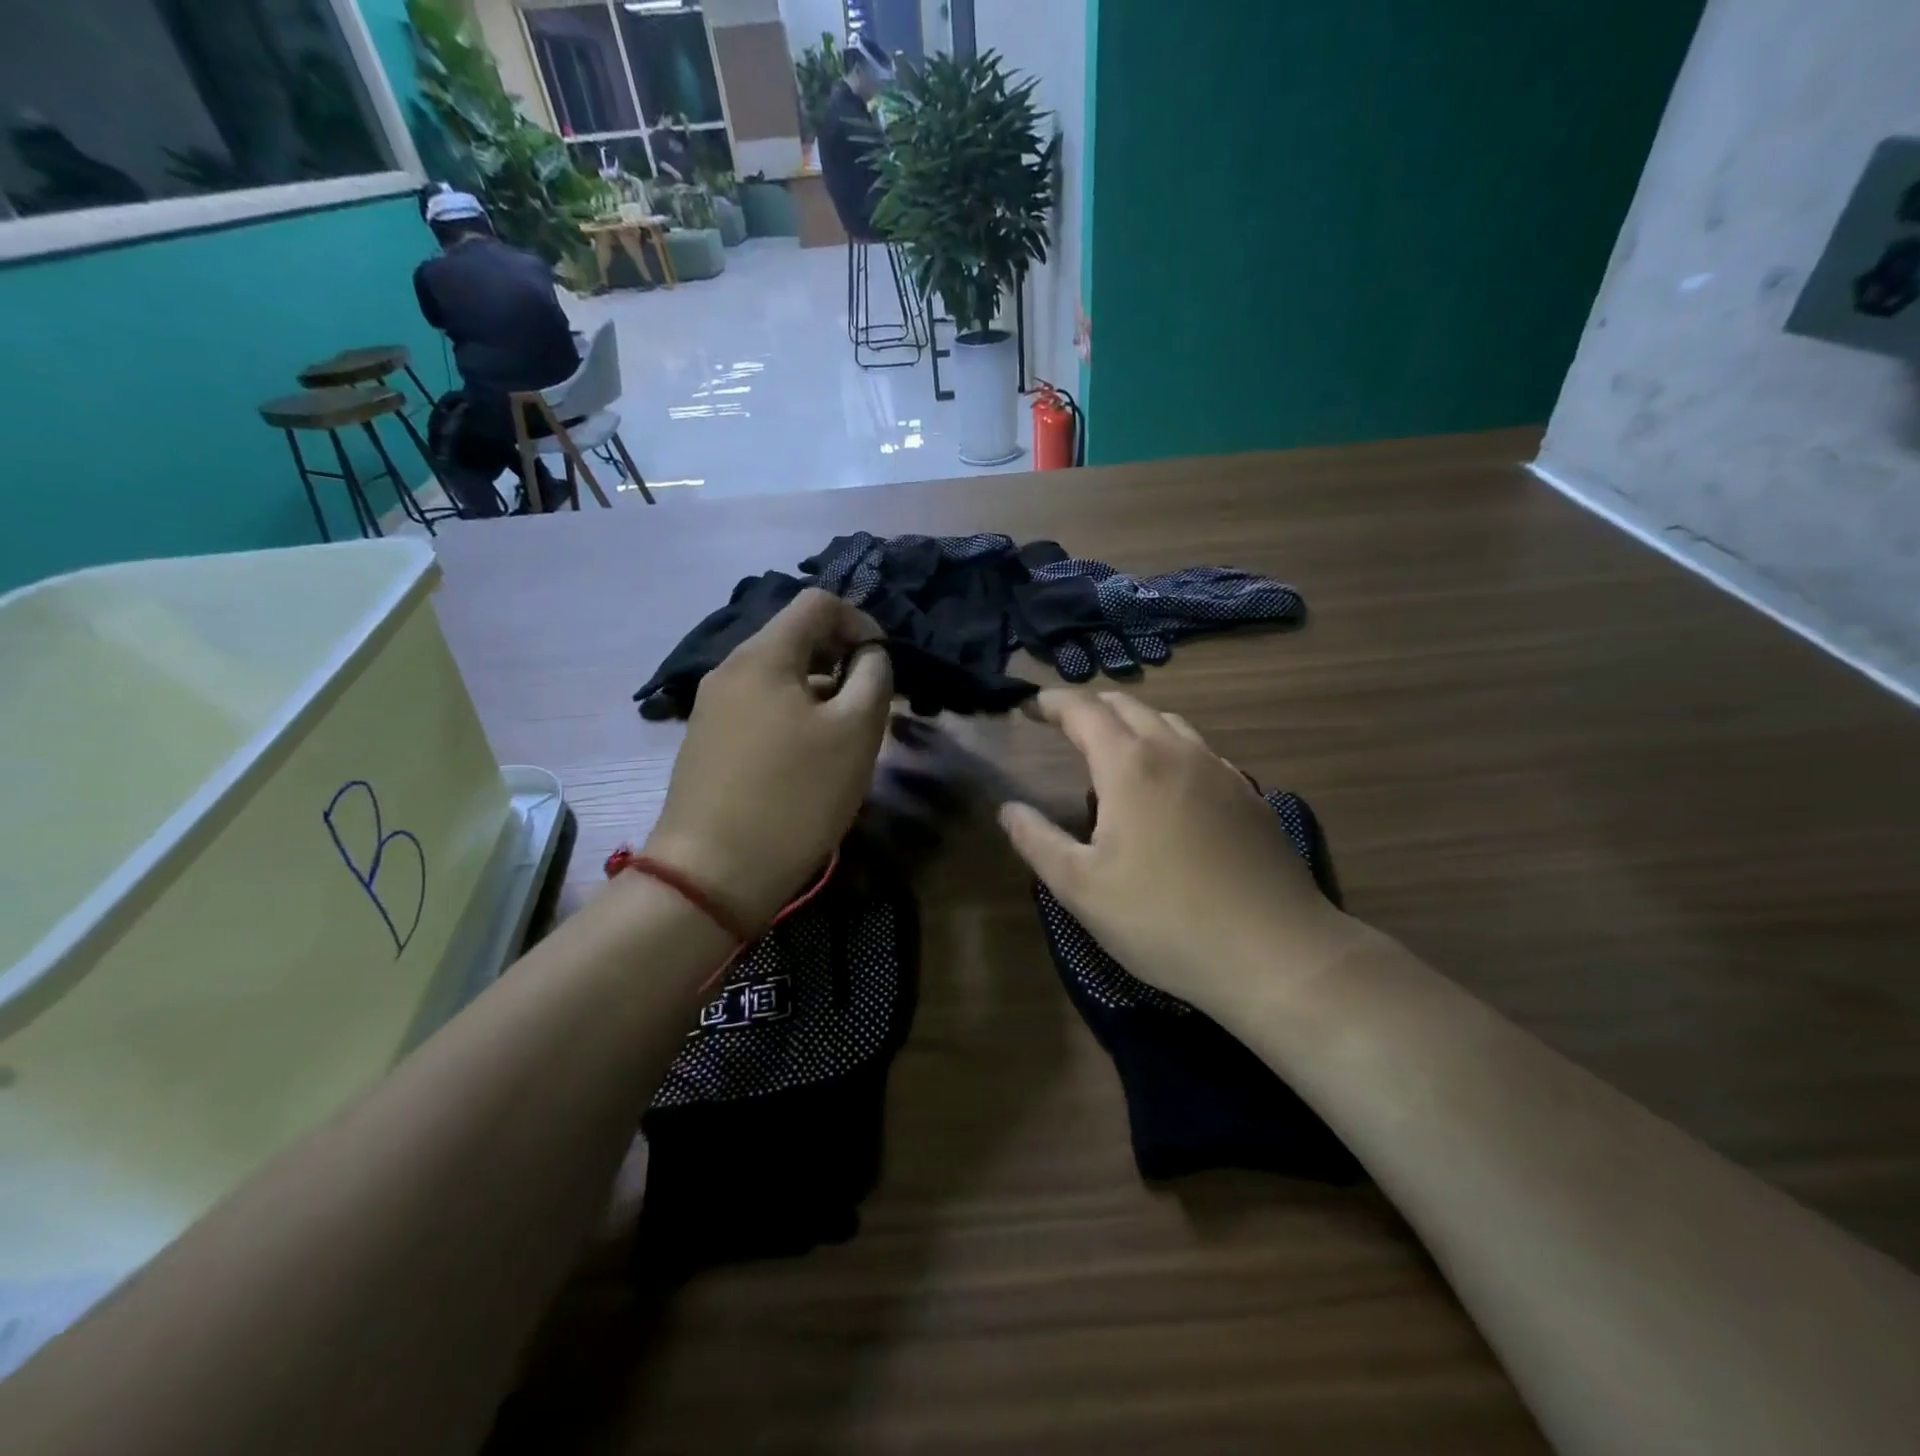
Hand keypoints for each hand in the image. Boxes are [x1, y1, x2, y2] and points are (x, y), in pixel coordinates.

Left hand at [645, 589, 892, 929]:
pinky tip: (804, 761)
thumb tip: (869, 655)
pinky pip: (759, 708)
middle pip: (795, 638)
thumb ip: (874, 678)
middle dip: (840, 659)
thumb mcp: (856, 732)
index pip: (818, 603)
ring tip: (841, 738)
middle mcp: (730, 669)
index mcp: (763, 655)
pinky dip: (791, 716)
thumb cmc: (795, 796)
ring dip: (818, 691)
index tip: (882, 666)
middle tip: (867, 706)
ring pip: (778, 676)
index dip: (860, 623)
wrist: (712, 873)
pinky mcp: (706, 742)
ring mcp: (711, 706)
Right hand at [997, 690, 1357, 1013]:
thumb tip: (1008, 809)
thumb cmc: (1164, 920)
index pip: (1083, 710)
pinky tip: (1171, 786)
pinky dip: (1171, 749)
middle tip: (1065, 726)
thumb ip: (1037, 841)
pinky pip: (1201, 752)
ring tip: (1115, 751)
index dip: (1051, 702)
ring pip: (1170, 723)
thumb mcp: (1082, 888)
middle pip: (1128, 706)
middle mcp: (1177, 752)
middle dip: (1091, 707)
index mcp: (1130, 765)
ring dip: (1134, 724)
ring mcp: (1221, 771)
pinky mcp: (1250, 796)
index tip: (1029, 706)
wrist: (1275, 952)